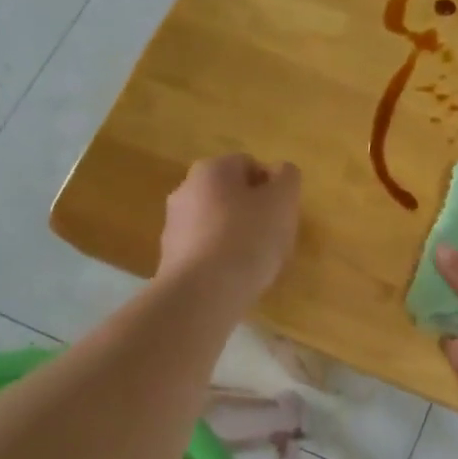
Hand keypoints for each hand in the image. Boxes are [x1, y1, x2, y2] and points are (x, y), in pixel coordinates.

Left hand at [157, 154, 301, 302]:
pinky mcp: (171, 258)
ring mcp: (174, 225)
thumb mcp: (283, 201)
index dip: (273, 187)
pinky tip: (237, 278)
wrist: (203, 293)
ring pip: (219, 224)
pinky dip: (223, 259)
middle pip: (232, 195)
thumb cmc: (248, 237)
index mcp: (212, 169)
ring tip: (258, 263)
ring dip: (239, 236)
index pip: (250, 165)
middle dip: (255, 212)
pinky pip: (207, 250)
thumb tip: (281, 173)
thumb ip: (287, 178)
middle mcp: (186, 190)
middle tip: (276, 237)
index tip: (284, 213)